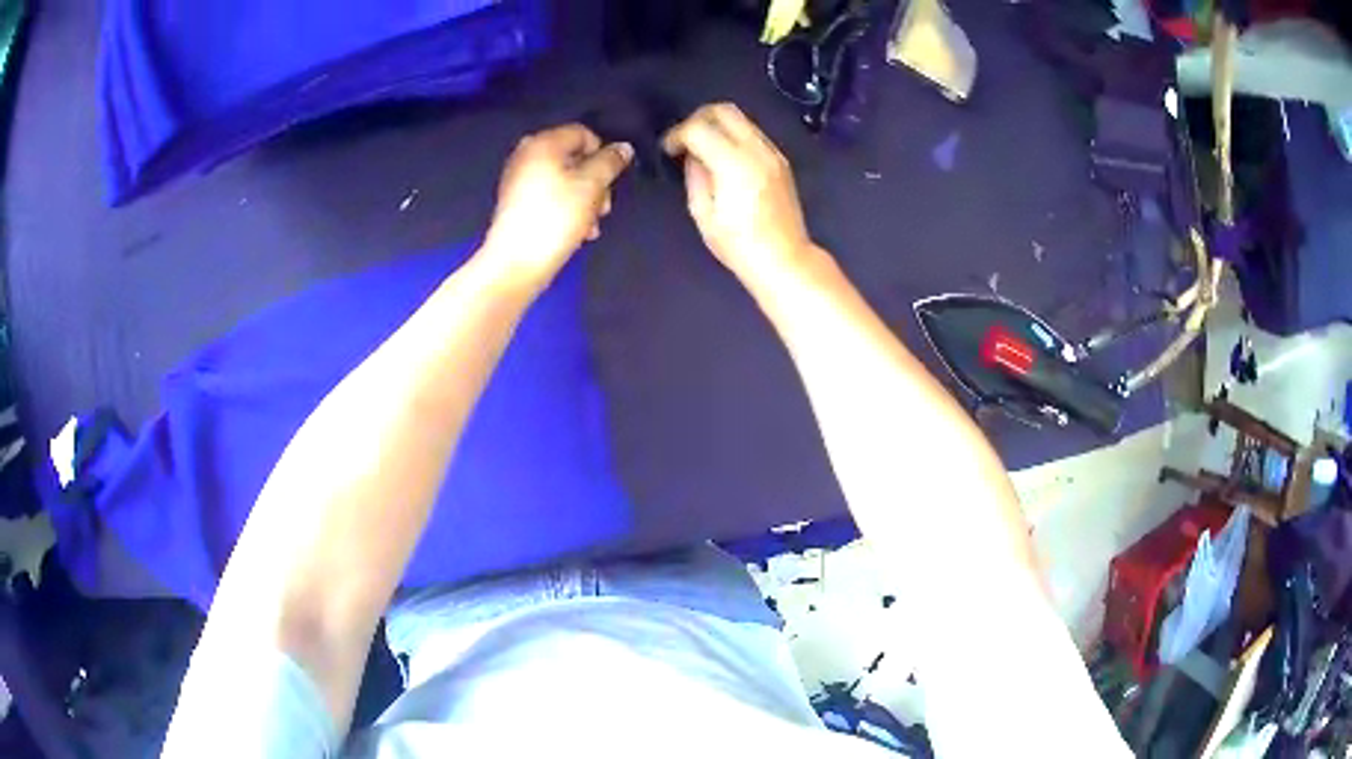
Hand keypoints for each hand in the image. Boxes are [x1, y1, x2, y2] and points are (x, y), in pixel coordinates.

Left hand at [482, 124, 632, 289]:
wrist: (517, 262)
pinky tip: (576, 231)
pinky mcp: (516, 204)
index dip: (603, 154)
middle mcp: (527, 154)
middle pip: (574, 158)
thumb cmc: (556, 217)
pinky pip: (550, 196)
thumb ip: (610, 162)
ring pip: (564, 180)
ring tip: (591, 225)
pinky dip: (566, 208)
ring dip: (585, 199)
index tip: (611, 180)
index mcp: (543, 143)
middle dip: (595, 181)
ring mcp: (518, 179)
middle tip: (604, 207)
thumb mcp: (592, 185)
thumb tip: (623, 147)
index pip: (583, 133)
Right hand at [662, 103, 813, 282]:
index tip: (668, 150)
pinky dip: (733, 135)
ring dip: (716, 124)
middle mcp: (756, 150)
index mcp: (734, 164)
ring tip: (703, 148)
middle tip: (684, 139)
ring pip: (740, 118)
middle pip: (723, 110)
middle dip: (697, 118)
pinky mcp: (781, 159)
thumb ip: (695, 176)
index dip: (677, 134)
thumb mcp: (703, 214)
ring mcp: (773, 152)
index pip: (698, 128)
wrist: (785, 259)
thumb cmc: (739, 245)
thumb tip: (692, 155)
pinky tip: (724, 157)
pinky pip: (752, 132)